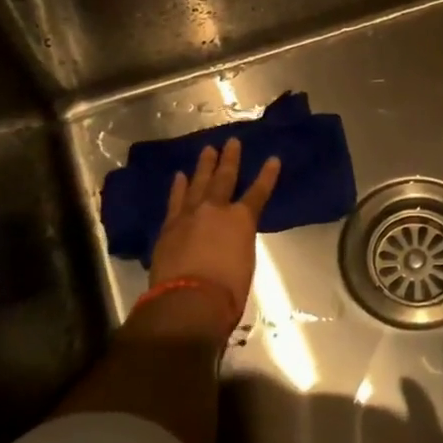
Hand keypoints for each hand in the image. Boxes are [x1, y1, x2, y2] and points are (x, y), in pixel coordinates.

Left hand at [147, 138, 280, 336]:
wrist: (189, 300)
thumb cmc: (227, 289)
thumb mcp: (245, 262)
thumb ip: (238, 243)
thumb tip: (230, 240)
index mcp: (242, 220)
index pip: (259, 192)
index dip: (267, 176)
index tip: (273, 159)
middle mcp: (216, 210)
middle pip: (224, 179)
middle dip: (230, 159)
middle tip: (232, 142)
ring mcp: (189, 215)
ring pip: (198, 184)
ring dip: (204, 166)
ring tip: (207, 150)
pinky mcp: (169, 227)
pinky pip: (175, 200)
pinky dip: (178, 187)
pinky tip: (179, 176)